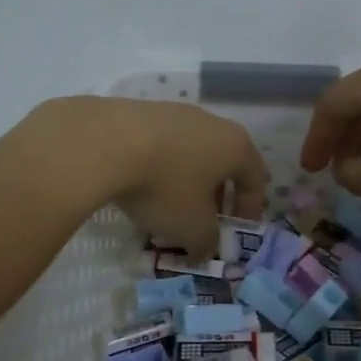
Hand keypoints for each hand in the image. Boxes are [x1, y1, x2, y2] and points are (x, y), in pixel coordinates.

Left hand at [21, 97, 268, 256]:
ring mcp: (174, 112)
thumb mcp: (192, 228)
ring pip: (190, 151)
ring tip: (168, 206)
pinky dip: (158, 166)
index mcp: (235, 145)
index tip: (237, 230)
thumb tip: (204, 249)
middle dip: (216, 194)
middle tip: (204, 220)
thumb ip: (207, 242)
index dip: (250, 207)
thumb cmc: (165, 186)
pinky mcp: (139, 111)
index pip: (255, 177)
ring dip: (185, 180)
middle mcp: (211, 122)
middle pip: (223, 161)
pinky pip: (160, 144)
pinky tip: (140, 185)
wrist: (105, 142)